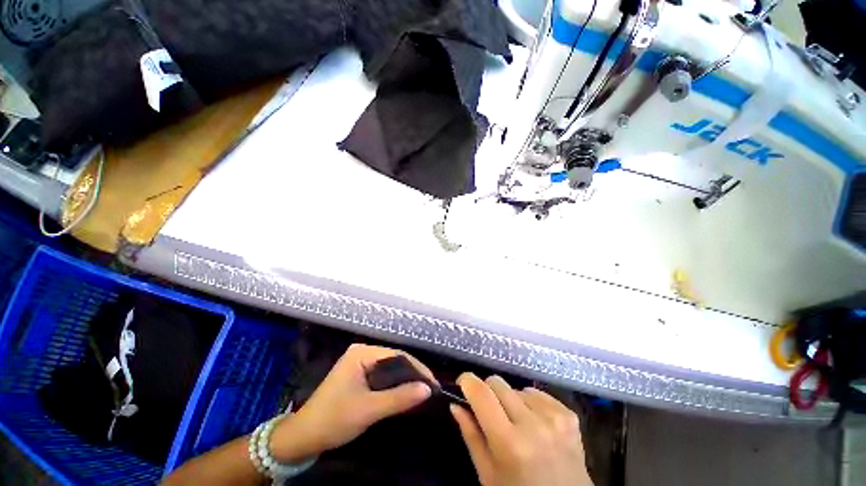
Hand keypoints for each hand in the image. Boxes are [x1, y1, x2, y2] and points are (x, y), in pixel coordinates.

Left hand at [269, 344, 433, 462]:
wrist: (302, 438)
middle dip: (412, 374)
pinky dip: (394, 386)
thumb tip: (428, 389)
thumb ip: (399, 398)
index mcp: (362, 352)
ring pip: (389, 369)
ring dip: (404, 381)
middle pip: (394, 360)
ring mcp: (359, 363)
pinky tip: (403, 394)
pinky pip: (382, 377)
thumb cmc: (334, 419)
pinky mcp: (358, 375)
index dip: (417, 368)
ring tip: (421, 392)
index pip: (397, 355)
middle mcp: (361, 352)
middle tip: (429, 389)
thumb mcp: (369, 409)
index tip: (433, 384)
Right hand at [451, 373, 592, 485]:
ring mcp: (554, 418)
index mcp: (509, 443)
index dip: (467, 381)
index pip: (481, 393)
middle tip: (489, 410)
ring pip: (517, 388)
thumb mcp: (487, 473)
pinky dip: (530, 403)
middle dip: (488, 392)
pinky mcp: (569, 415)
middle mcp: (533, 425)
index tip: (462, 383)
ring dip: (511, 401)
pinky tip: (535, 424)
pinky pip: (537, 394)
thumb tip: (455, 404)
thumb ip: (470, 435)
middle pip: (498, 383)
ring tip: (516, 424)